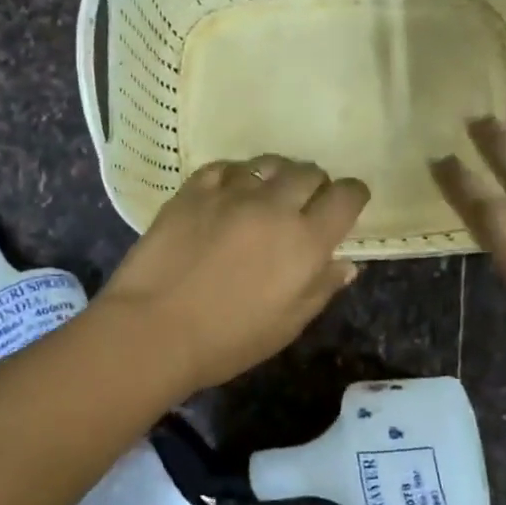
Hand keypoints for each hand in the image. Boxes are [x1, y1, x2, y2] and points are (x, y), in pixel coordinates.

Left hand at [97, 156, 369, 395]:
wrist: (153, 329)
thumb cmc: (227, 340)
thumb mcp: (287, 326)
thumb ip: (320, 289)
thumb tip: (345, 263)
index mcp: (305, 241)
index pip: (346, 197)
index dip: (352, 196)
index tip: (346, 205)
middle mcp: (274, 206)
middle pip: (308, 172)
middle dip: (314, 185)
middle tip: (303, 204)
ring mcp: (230, 193)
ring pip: (268, 163)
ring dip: (276, 175)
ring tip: (266, 194)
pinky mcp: (193, 191)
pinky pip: (225, 167)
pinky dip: (235, 176)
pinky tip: (228, 192)